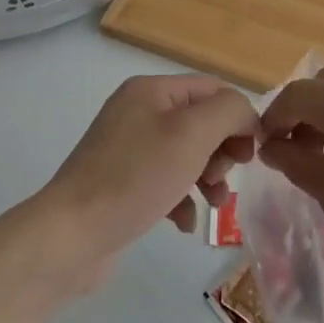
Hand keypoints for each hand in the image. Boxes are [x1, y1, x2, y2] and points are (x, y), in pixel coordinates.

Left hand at [38, 75, 259, 282]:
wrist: (71, 234)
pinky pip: (166, 182)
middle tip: (221, 178)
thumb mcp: (191, 134)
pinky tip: (183, 223)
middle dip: (221, 151)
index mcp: (151, 90)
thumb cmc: (136, 177)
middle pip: (201, 122)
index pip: (212, 88)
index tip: (252, 153)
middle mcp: (137, 112)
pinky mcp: (122, 183)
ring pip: (187, 155)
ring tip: (212, 204)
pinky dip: (182, 199)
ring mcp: (127, 149)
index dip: (239, 116)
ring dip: (208, 178)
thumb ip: (228, 112)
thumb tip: (246, 116)